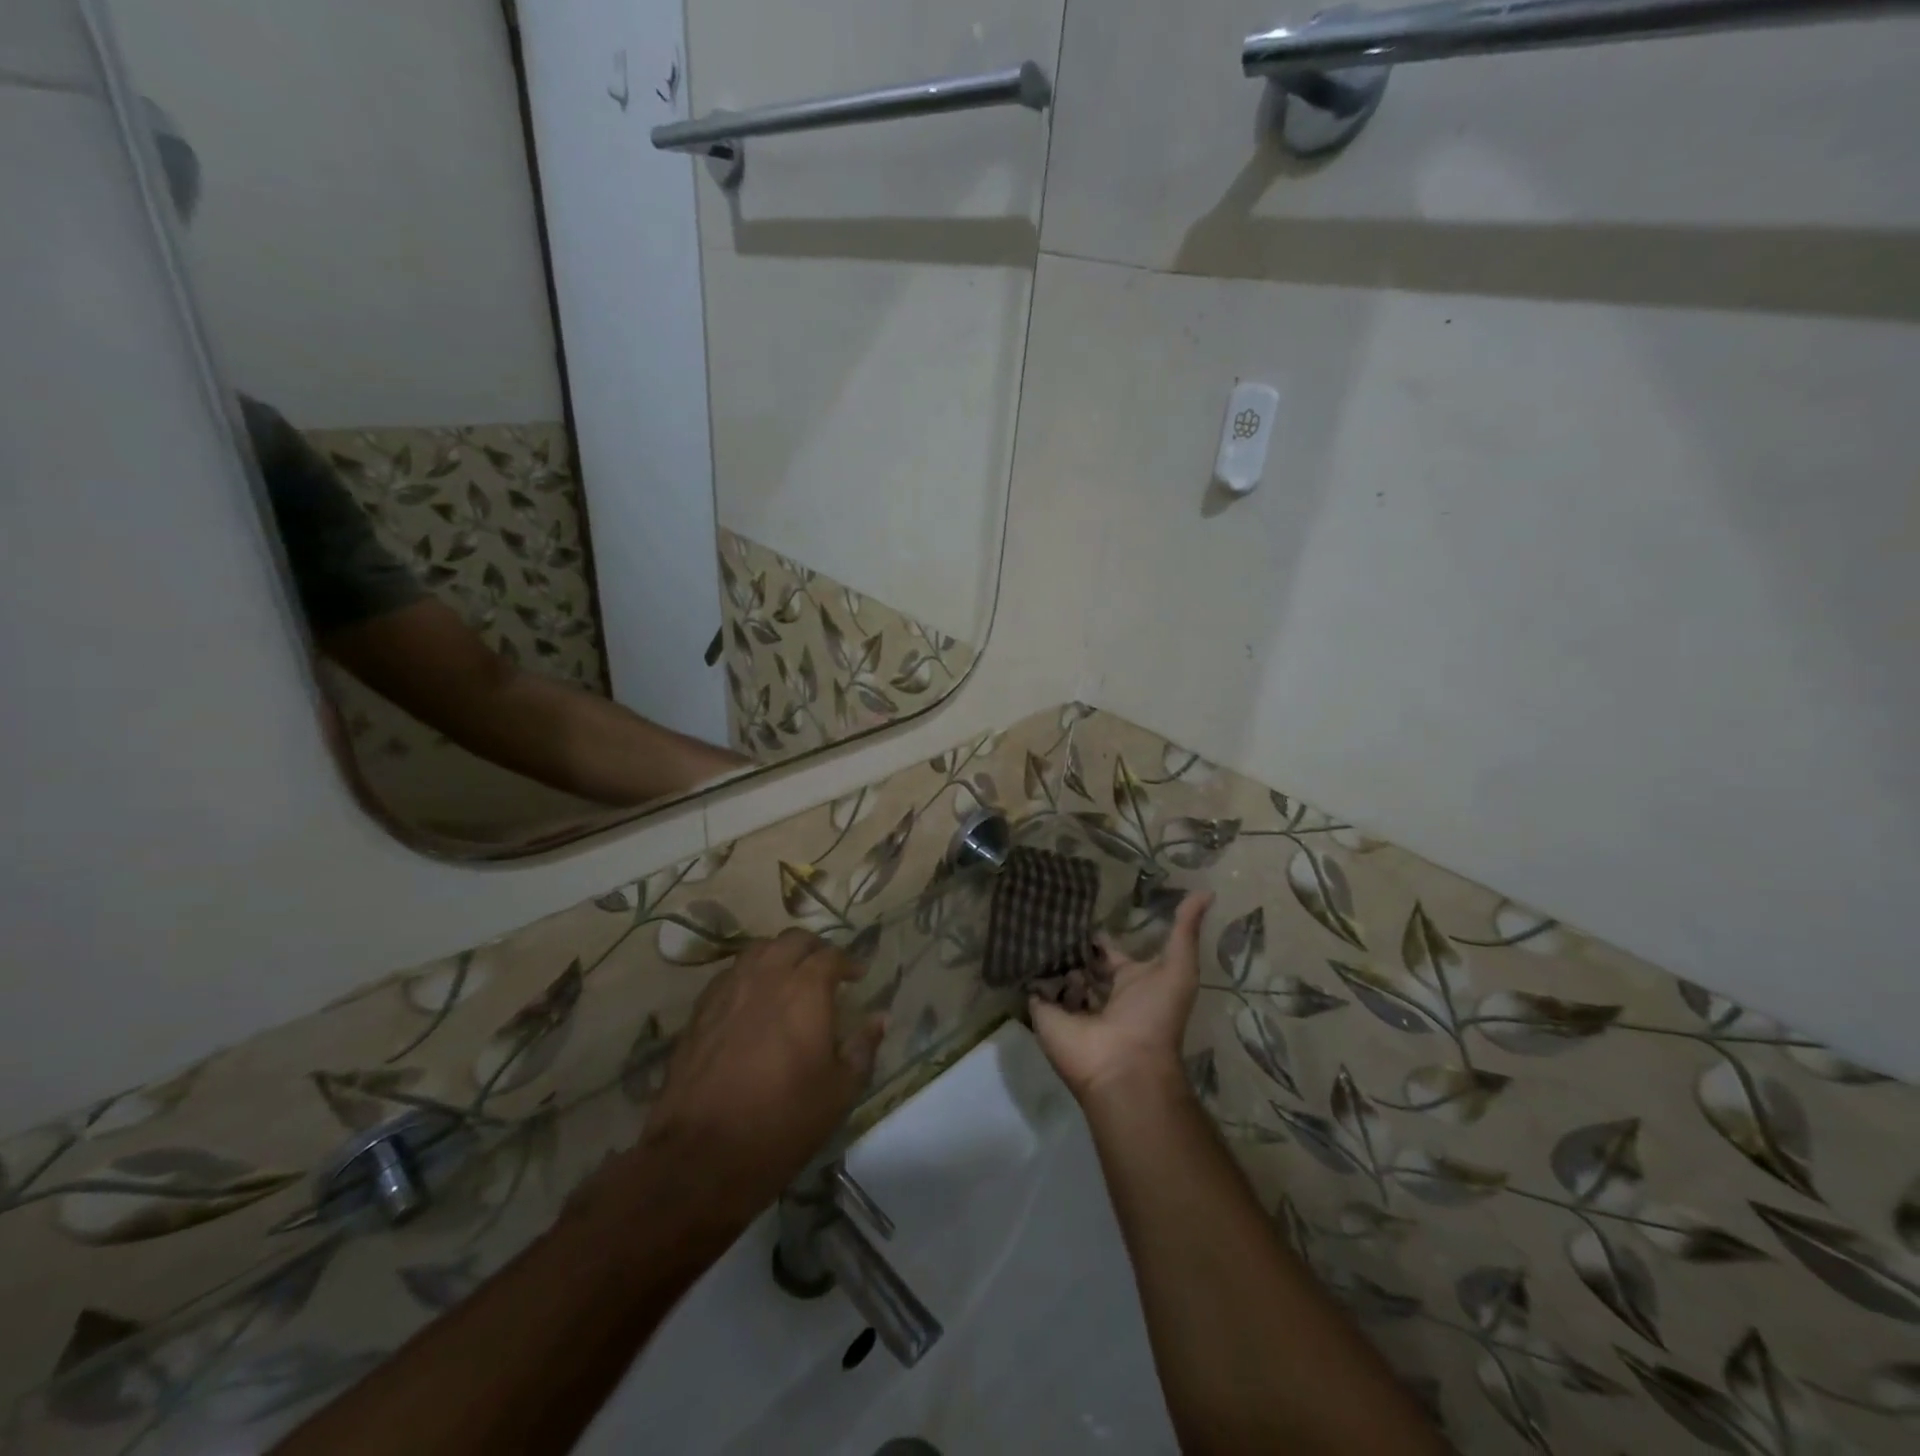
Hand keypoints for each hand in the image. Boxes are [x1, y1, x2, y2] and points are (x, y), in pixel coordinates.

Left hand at [638, 930, 882, 1217]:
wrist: (701, 1156)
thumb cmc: (782, 1122)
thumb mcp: (839, 1092)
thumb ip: (862, 1048)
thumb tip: (880, 1018)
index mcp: (806, 989)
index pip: (831, 955)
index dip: (848, 962)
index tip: (857, 976)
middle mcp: (767, 976)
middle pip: (793, 940)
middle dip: (814, 949)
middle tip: (824, 969)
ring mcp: (729, 990)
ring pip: (758, 950)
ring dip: (779, 954)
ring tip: (788, 976)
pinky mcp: (700, 1010)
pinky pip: (730, 974)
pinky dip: (749, 975)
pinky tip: (752, 999)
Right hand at [1029, 891, 1212, 1105]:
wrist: (1125, 1065)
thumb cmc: (1154, 1016)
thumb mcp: (1178, 968)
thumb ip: (1185, 930)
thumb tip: (1206, 891)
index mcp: (1126, 981)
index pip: (1106, 954)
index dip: (1096, 937)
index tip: (1076, 907)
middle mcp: (1097, 993)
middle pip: (1078, 963)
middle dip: (1067, 944)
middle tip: (1047, 912)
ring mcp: (1069, 1005)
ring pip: (1055, 973)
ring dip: (1047, 954)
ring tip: (1031, 923)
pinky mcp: (1044, 1013)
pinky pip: (1033, 988)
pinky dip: (1027, 972)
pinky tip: (1019, 945)